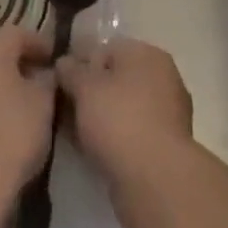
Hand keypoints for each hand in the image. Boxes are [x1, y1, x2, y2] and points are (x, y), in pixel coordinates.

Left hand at [0, 27, 55, 203]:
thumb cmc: (11, 132)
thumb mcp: (43, 103)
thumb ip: (47, 80)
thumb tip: (45, 74)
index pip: (19, 33)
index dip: (41, 44)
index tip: (57, 60)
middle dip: (20, 63)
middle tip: (43, 81)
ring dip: (1, 82)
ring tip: (25, 103)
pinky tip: (2, 120)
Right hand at [56, 38, 194, 205]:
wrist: (156, 179)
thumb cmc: (119, 120)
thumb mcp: (85, 87)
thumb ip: (70, 70)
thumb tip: (64, 62)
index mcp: (147, 54)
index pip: (107, 48)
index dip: (80, 62)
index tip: (59, 82)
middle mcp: (163, 77)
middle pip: (116, 78)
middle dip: (89, 91)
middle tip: (63, 108)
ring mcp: (168, 112)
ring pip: (122, 107)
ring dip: (99, 116)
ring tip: (72, 132)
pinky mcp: (165, 145)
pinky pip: (131, 132)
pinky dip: (112, 137)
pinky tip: (91, 149)